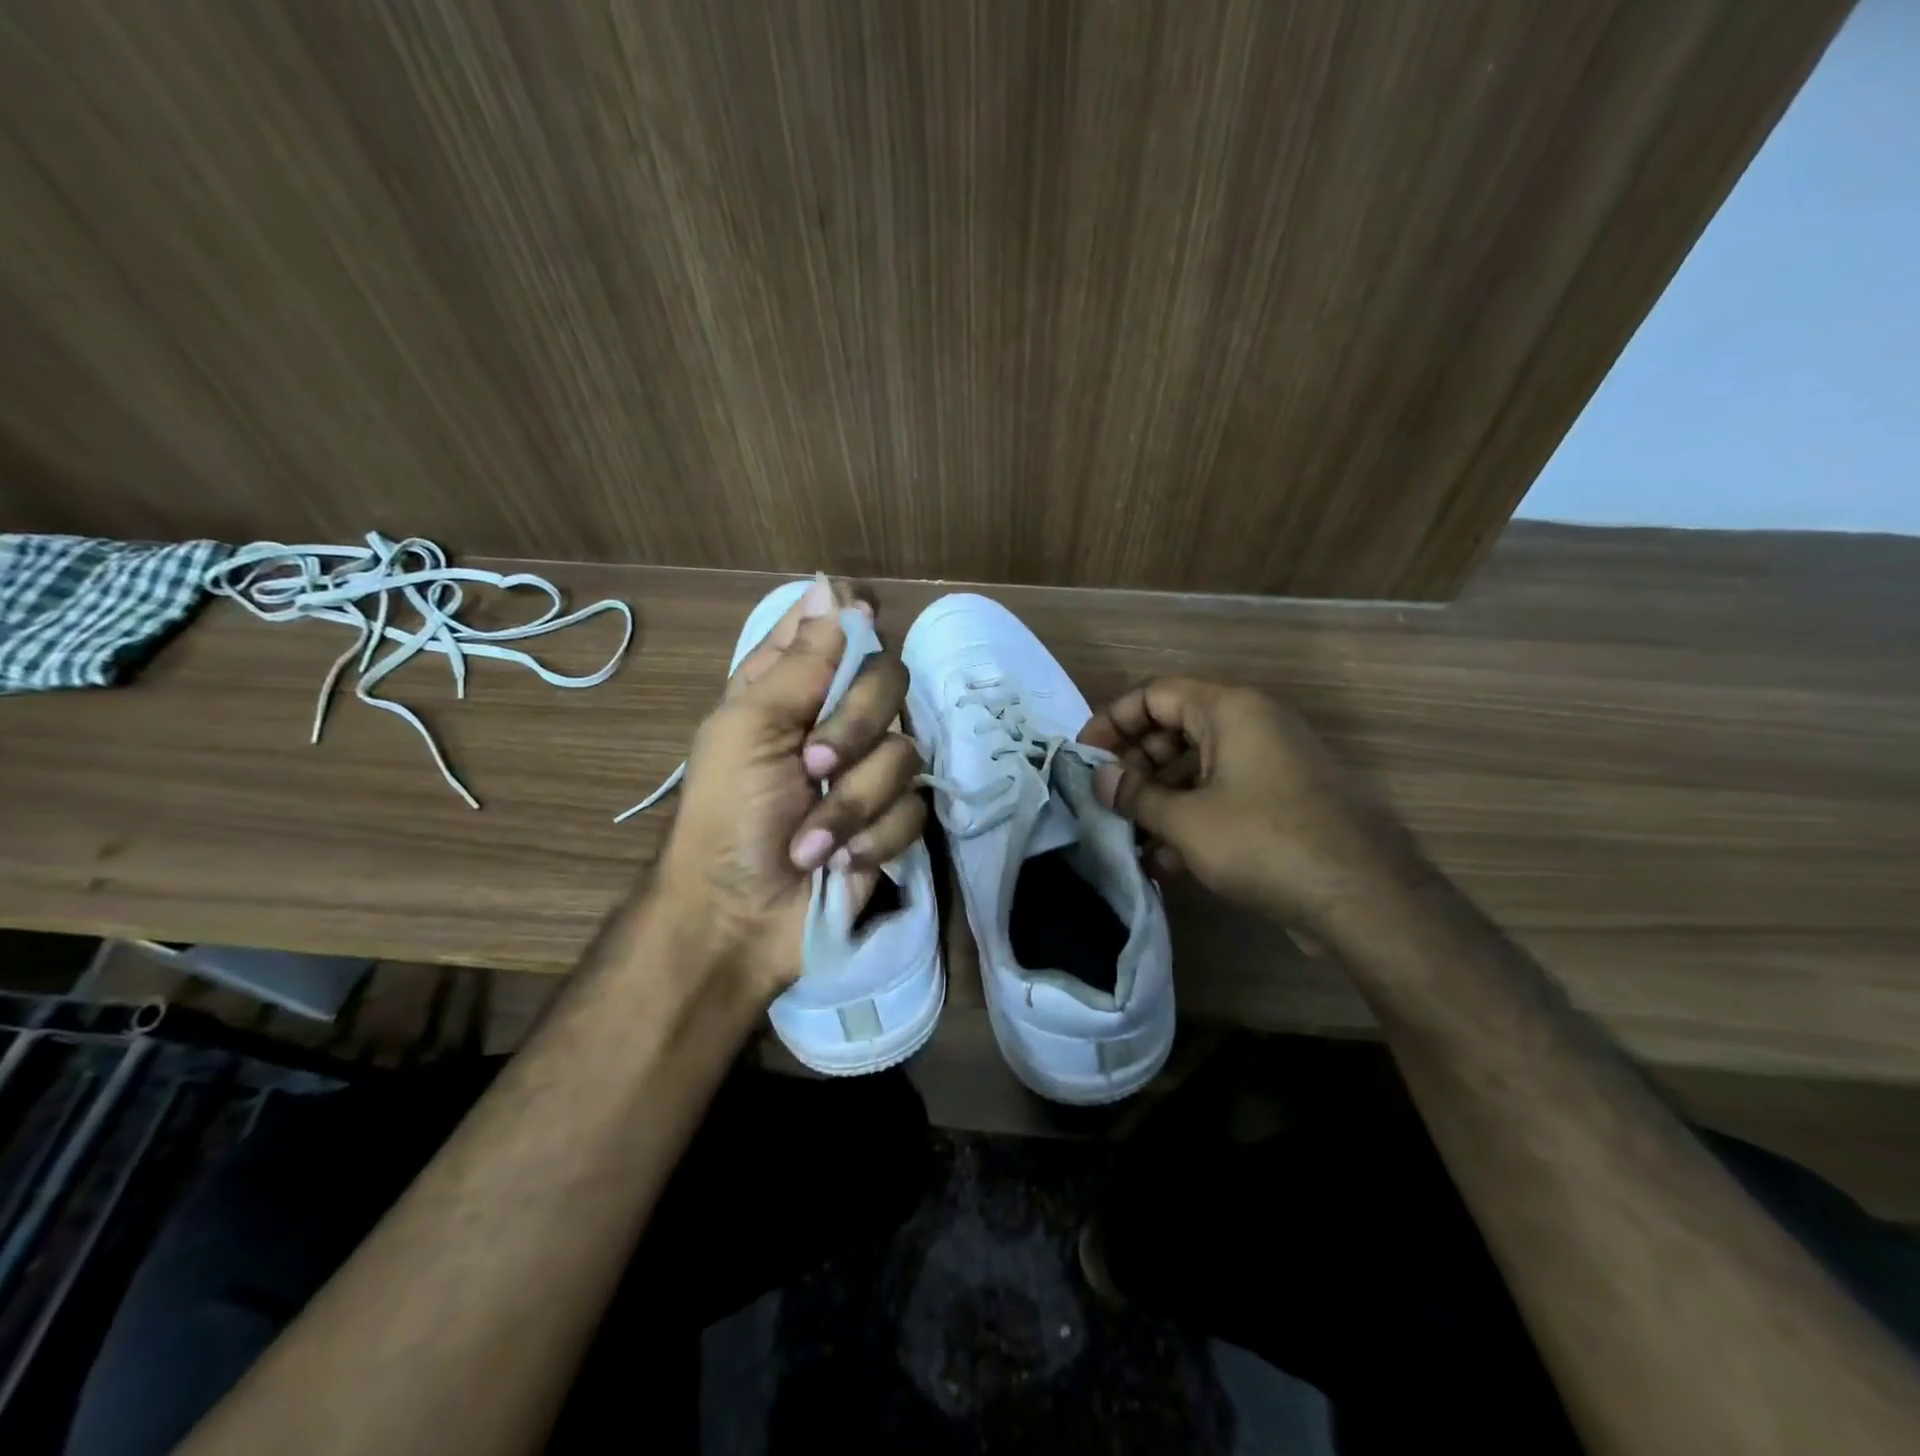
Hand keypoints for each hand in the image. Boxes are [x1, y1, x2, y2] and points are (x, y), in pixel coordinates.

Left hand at [652, 576, 925, 995]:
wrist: (741, 918)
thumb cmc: (727, 817)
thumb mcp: (749, 730)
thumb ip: (801, 661)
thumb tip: (832, 584)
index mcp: (789, 689)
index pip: (833, 629)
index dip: (851, 621)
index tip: (863, 620)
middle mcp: (835, 720)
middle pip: (888, 681)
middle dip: (855, 727)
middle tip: (814, 765)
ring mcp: (867, 771)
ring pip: (904, 752)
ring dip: (853, 804)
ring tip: (811, 842)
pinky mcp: (891, 821)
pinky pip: (913, 809)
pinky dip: (870, 839)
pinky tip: (838, 863)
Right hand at [1079, 678, 1424, 933]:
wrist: (1363, 896)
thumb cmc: (1264, 841)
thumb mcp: (1186, 820)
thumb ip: (1136, 795)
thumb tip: (1099, 779)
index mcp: (1230, 710)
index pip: (1154, 694)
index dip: (1112, 721)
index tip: (1084, 756)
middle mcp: (1253, 724)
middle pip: (1175, 727)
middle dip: (1135, 764)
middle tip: (1106, 799)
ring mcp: (1272, 762)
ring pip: (1198, 766)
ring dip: (1160, 797)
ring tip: (1129, 835)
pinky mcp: (1284, 799)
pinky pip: (1224, 793)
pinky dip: (1192, 816)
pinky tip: (1165, 859)